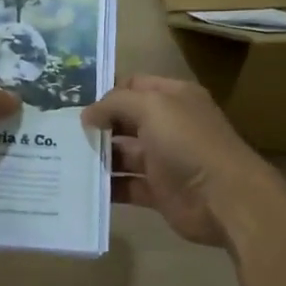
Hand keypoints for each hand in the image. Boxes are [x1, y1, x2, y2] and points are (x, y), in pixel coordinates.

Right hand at [84, 74, 276, 248]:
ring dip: (99, 157)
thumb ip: (115, 104)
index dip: (107, 92)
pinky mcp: (159, 192)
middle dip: (98, 125)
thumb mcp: (152, 107)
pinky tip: (81, 185)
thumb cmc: (188, 143)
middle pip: (126, 120)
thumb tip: (87, 114)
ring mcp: (164, 160)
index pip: (134, 86)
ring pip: (124, 154)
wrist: (225, 199)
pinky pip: (127, 186)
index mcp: (173, 97)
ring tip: (65, 159)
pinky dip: (107, 187)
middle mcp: (169, 125)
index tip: (74, 102)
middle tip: (61, 132)